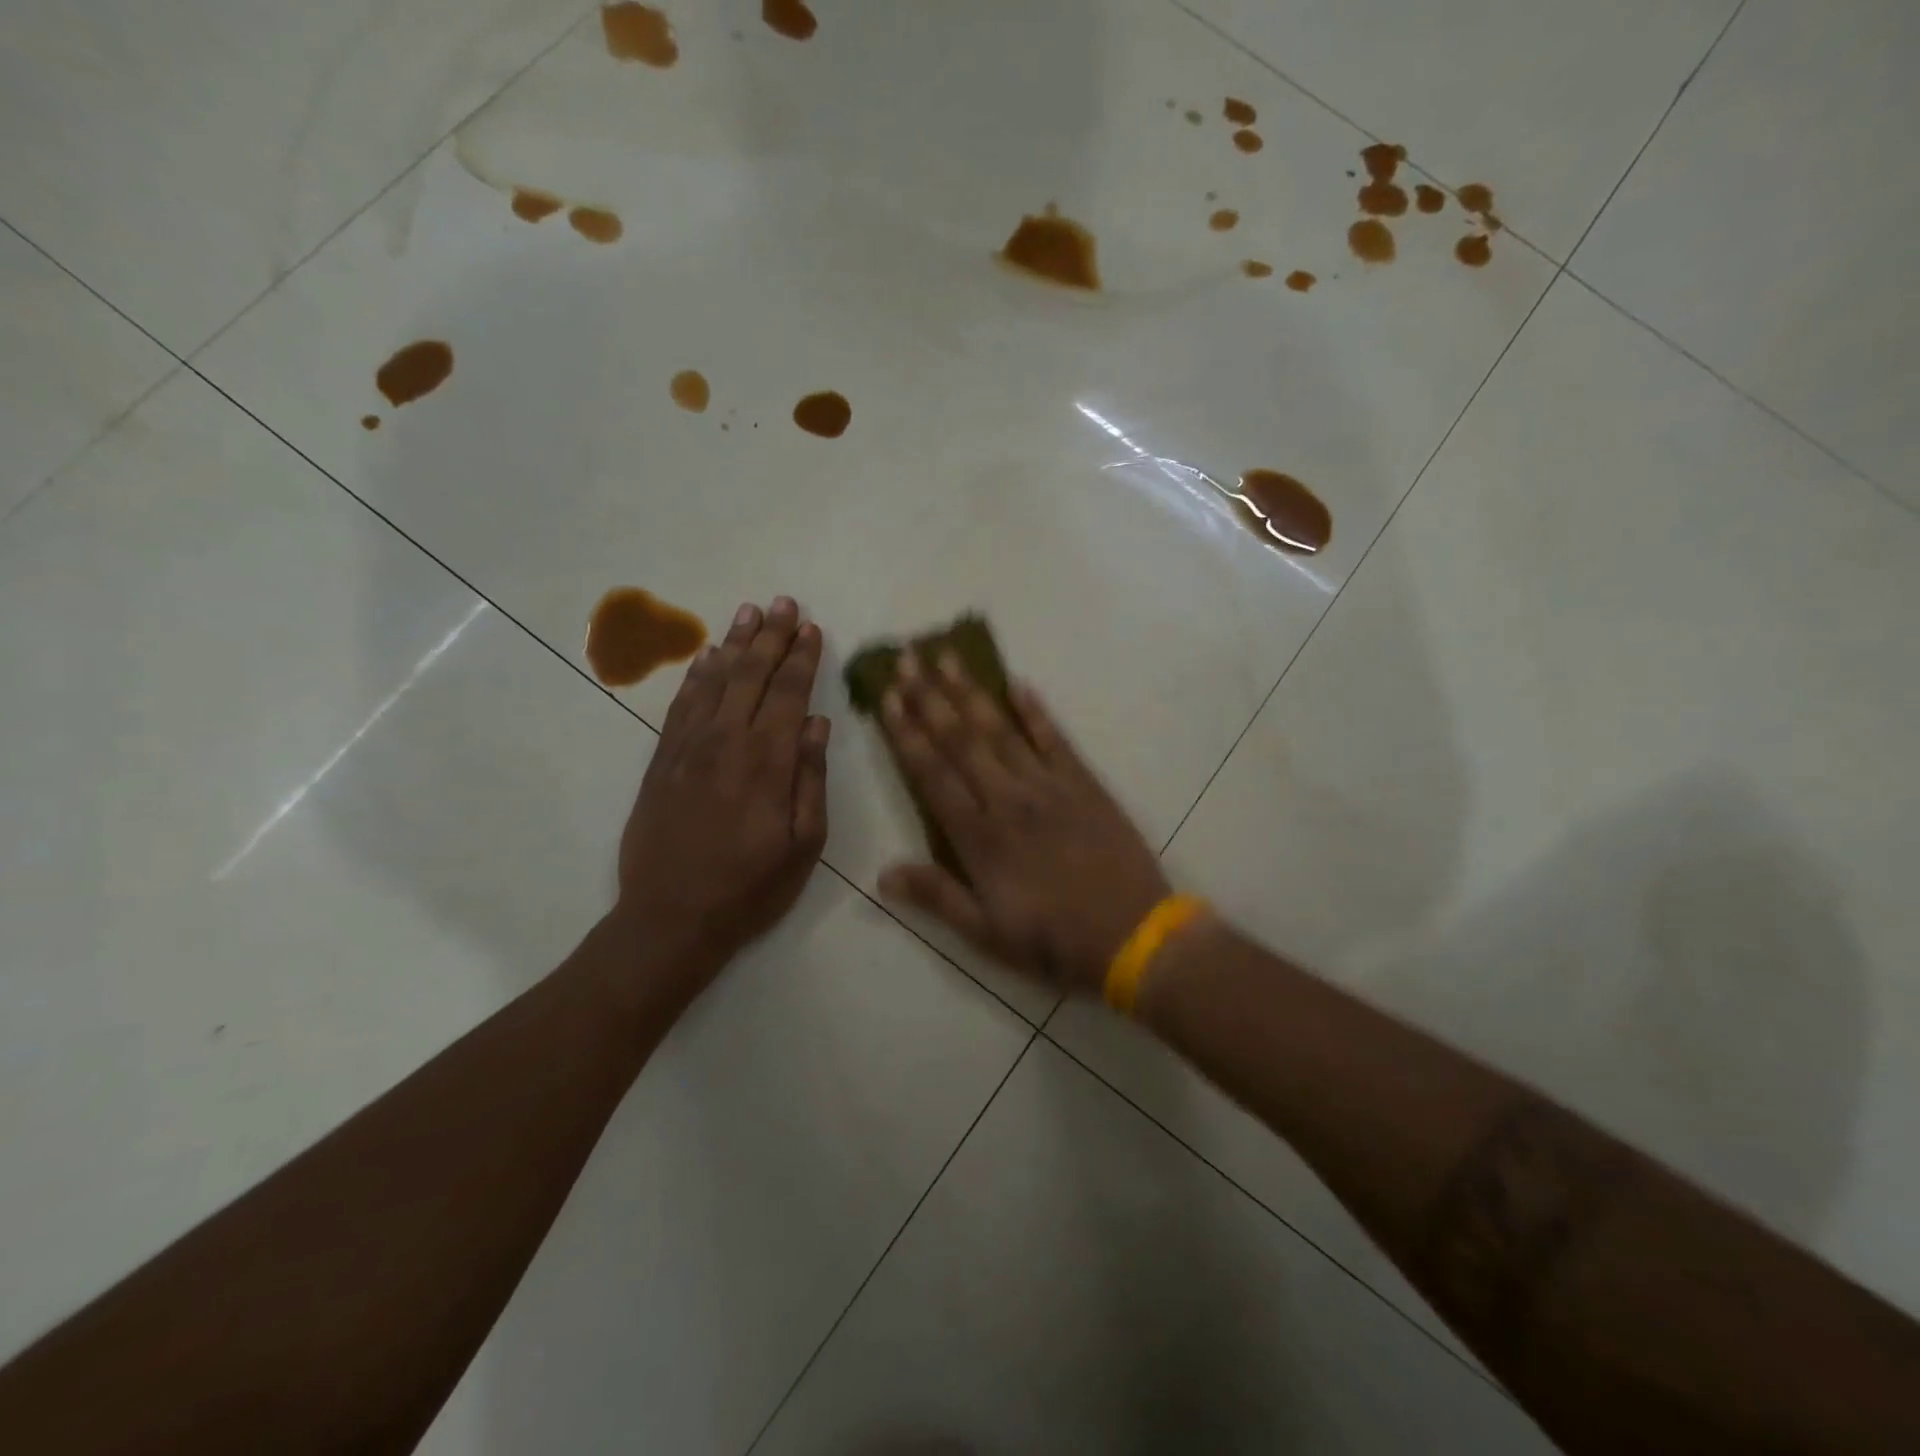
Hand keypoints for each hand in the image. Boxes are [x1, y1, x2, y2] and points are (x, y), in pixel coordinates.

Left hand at [614, 597, 829, 995]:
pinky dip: (696, 676)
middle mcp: (727, 742)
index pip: (789, 694)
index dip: (802, 658)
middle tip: (784, 603)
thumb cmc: (750, 887)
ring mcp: (688, 748)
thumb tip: (818, 725)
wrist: (670, 918)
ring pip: (715, 681)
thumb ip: (811, 779)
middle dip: (771, 636)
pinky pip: (681, 706)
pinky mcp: (661, 761)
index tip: (811, 628)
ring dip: (734, 644)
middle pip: (752, 675)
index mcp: (768, 761)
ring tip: (749, 613)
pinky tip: (706, 657)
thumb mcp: (803, 844)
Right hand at [876, 652, 1169, 992]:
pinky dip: (1035, 710)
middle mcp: (1008, 799)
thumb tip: (882, 872)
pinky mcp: (1084, 783)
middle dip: (930, 697)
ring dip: (971, 692)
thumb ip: (937, 897)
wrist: (1134, 937)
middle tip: (908, 659)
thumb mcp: (987, 934)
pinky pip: (1054, 738)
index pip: (932, 774)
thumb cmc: (1054, 941)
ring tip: (949, 656)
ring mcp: (1048, 786)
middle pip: (961, 740)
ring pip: (1001, 730)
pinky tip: (1017, 683)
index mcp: (979, 837)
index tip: (888, 698)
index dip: (906, 734)